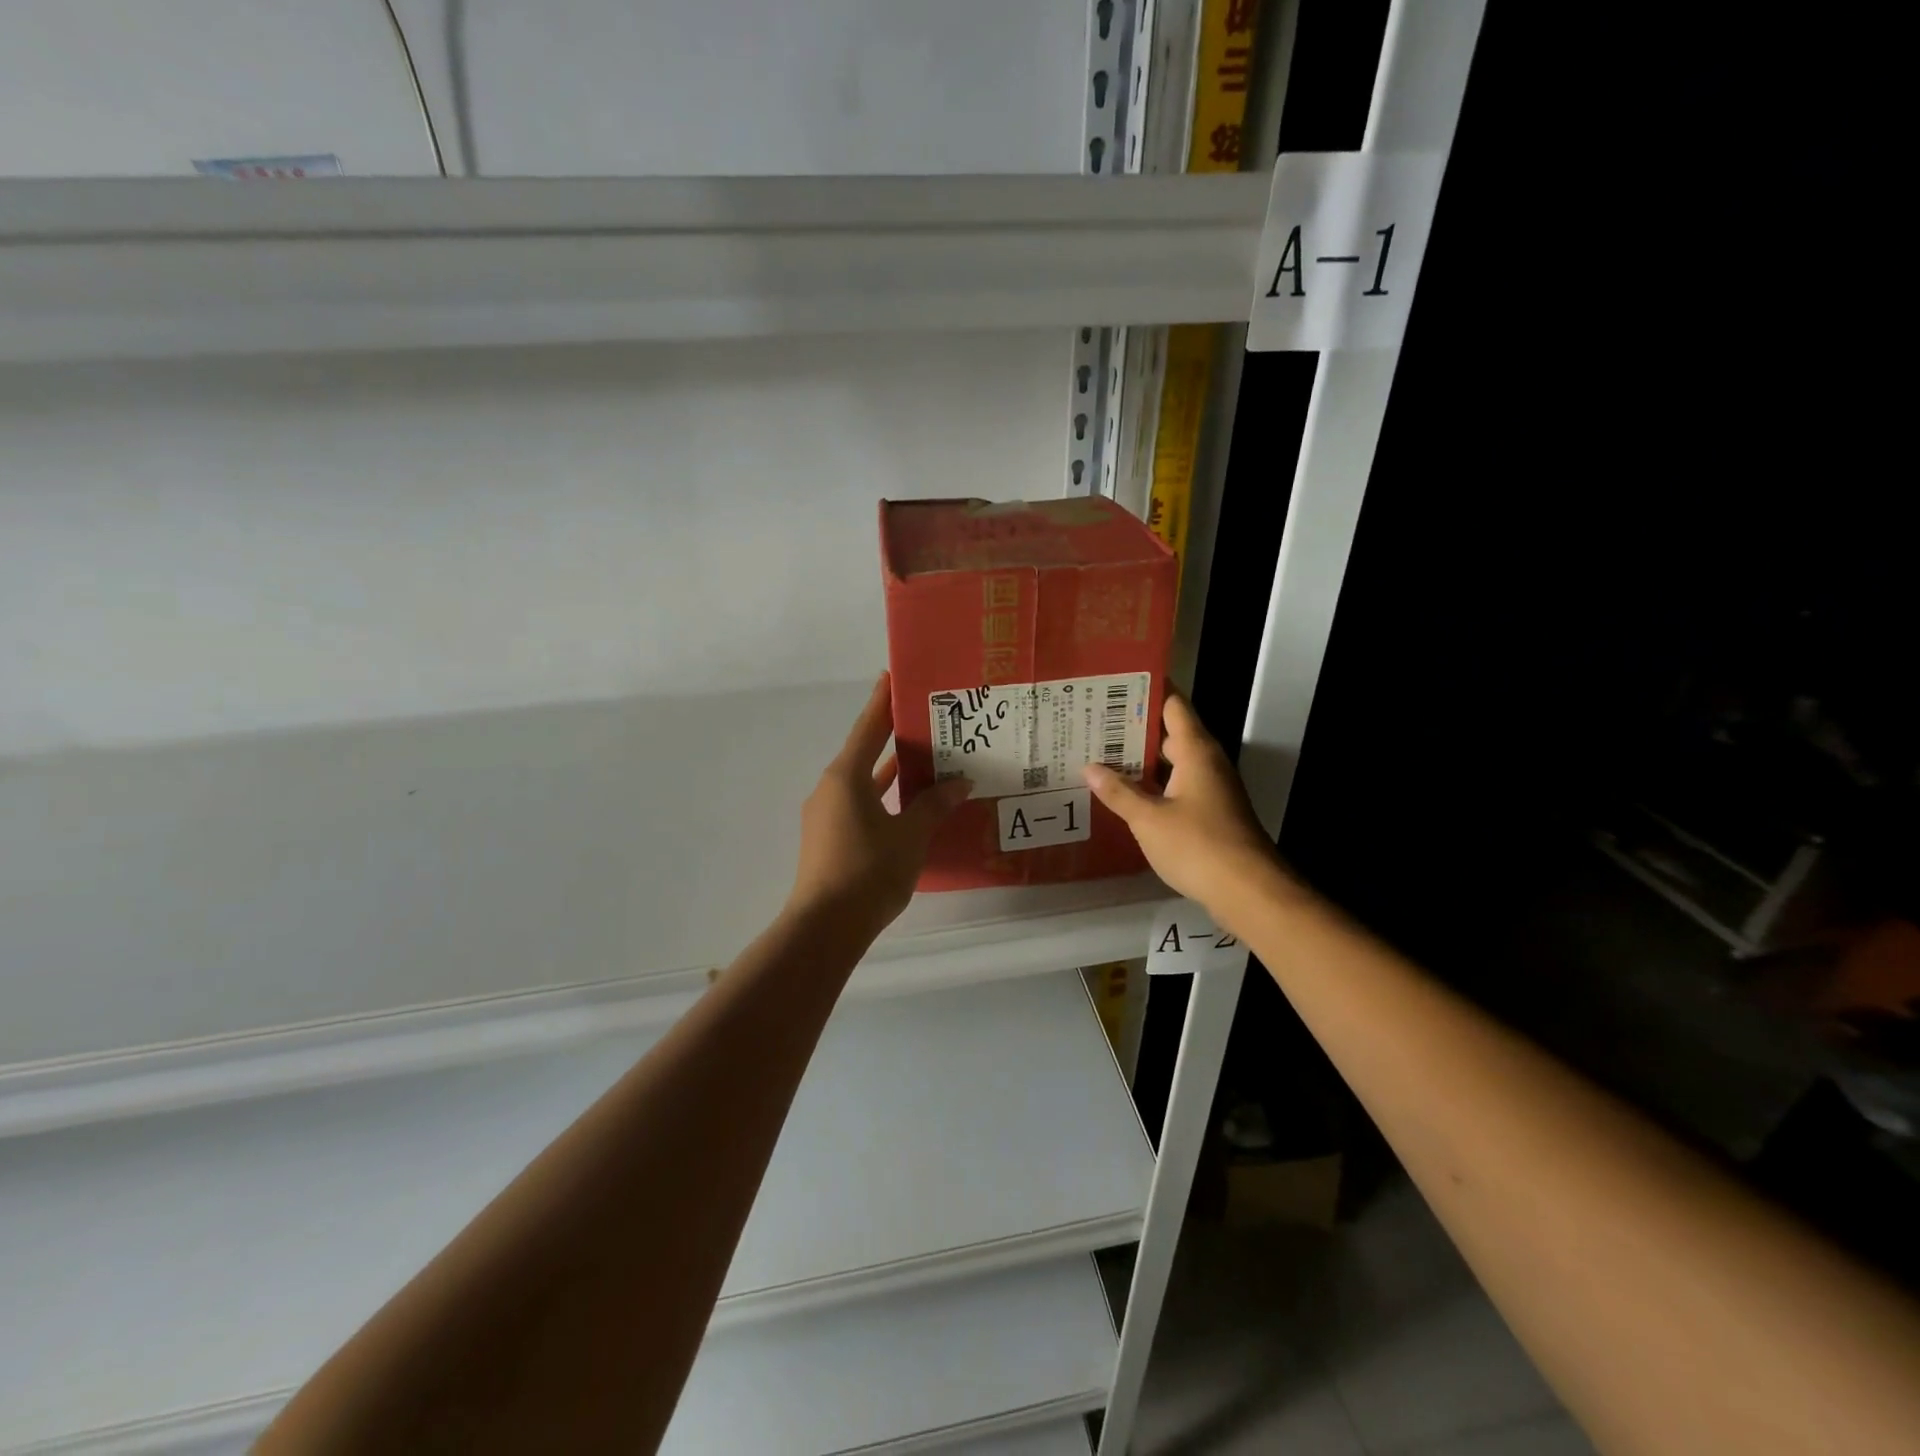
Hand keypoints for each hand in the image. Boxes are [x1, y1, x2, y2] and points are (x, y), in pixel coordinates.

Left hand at [788, 673, 971, 936]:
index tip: (893, 676)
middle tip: (923, 718)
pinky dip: (881, 797)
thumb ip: (933, 805)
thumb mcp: (910, 835)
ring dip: (888, 770)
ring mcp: (827, 815)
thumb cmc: (869, 871)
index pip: (868, 727)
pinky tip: (905, 803)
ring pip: (862, 781)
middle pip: (864, 752)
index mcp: (846, 777)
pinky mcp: (829, 839)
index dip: (882, 701)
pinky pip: (859, 804)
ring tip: (922, 757)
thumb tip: (959, 782)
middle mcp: (831, 789)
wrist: (826, 927)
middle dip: (891, 735)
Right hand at [1084, 693, 1283, 917]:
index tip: (1114, 683)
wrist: (1248, 892)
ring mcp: (1211, 788)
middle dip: (1134, 727)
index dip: (1146, 690)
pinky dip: (1153, 785)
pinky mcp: (1210, 813)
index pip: (1172, 704)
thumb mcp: (1149, 819)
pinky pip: (1176, 786)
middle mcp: (1206, 762)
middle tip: (1093, 722)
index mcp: (1195, 751)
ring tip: (1100, 754)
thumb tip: (1090, 767)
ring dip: (1141, 759)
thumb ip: (1119, 792)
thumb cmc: (1198, 846)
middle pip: (1169, 732)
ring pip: (1172, 762)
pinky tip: (1125, 793)